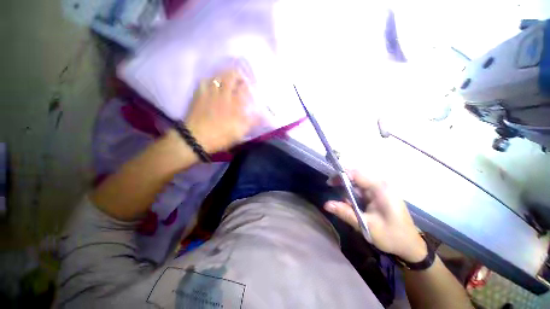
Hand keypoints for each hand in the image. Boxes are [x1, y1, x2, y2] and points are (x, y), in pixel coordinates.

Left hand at [185, 68, 259, 153]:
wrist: (197, 138)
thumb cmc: (221, 136)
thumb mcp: (240, 132)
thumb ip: (252, 122)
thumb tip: (262, 115)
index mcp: (235, 104)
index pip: (244, 88)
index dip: (249, 85)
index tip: (251, 86)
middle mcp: (223, 95)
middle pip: (231, 76)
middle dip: (237, 74)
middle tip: (241, 78)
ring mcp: (210, 93)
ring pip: (217, 76)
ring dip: (224, 75)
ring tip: (228, 78)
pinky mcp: (199, 95)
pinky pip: (204, 81)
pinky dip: (209, 80)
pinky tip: (211, 84)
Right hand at [324, 170, 426, 262]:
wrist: (411, 246)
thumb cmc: (391, 236)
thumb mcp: (366, 225)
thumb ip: (345, 212)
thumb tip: (326, 204)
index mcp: (380, 188)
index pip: (356, 174)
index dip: (341, 175)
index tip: (329, 183)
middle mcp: (381, 185)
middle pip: (356, 176)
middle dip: (343, 182)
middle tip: (331, 190)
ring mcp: (380, 189)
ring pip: (357, 183)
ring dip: (348, 190)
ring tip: (343, 203)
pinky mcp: (379, 194)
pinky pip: (362, 190)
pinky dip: (353, 195)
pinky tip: (352, 205)